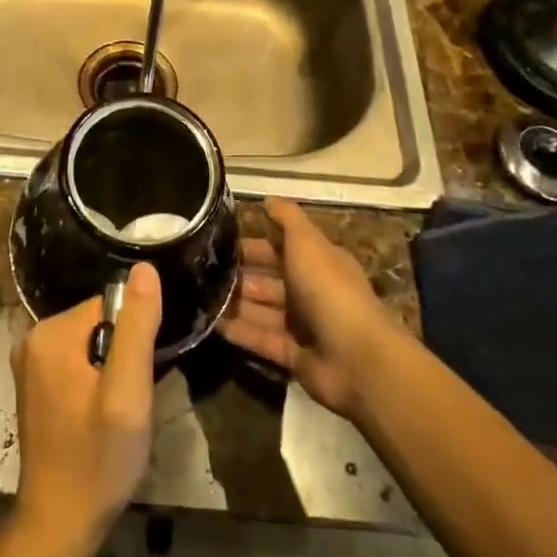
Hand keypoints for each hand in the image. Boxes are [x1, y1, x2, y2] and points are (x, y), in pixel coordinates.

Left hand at [12, 262, 161, 543]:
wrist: (59, 525)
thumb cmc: (98, 460)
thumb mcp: (128, 393)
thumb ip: (137, 327)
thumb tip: (144, 268)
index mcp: (51, 333)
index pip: (109, 307)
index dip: (133, 339)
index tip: (138, 378)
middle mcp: (33, 337)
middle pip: (99, 324)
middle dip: (122, 355)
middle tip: (129, 401)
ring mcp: (31, 362)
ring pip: (91, 344)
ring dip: (111, 371)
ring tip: (116, 413)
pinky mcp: (36, 384)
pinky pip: (77, 362)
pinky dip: (95, 382)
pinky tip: (100, 418)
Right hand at [219, 196, 401, 419]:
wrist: (357, 358)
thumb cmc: (329, 289)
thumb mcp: (307, 242)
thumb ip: (287, 218)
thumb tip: (267, 198)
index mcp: (316, 261)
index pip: (279, 248)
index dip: (252, 244)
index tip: (218, 241)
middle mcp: (309, 291)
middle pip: (268, 279)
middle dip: (238, 275)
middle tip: (201, 271)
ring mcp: (302, 325)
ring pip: (261, 309)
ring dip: (234, 303)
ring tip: (199, 297)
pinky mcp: (293, 355)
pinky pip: (261, 339)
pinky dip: (239, 332)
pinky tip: (211, 324)